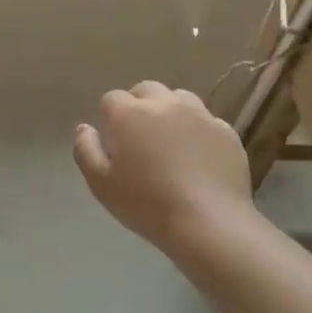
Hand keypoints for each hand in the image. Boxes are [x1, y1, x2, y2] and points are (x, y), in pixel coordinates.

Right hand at [73, 82, 250, 244]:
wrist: (209, 223)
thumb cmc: (147, 204)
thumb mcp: (101, 184)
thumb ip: (86, 150)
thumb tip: (84, 128)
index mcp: (130, 113)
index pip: (111, 99)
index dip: (109, 117)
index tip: (112, 141)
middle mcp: (164, 104)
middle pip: (146, 89)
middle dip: (139, 105)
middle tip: (139, 136)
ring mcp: (199, 115)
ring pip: (179, 99)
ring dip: (170, 111)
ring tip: (170, 140)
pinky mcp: (226, 131)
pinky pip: (207, 121)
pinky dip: (198, 131)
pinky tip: (198, 156)